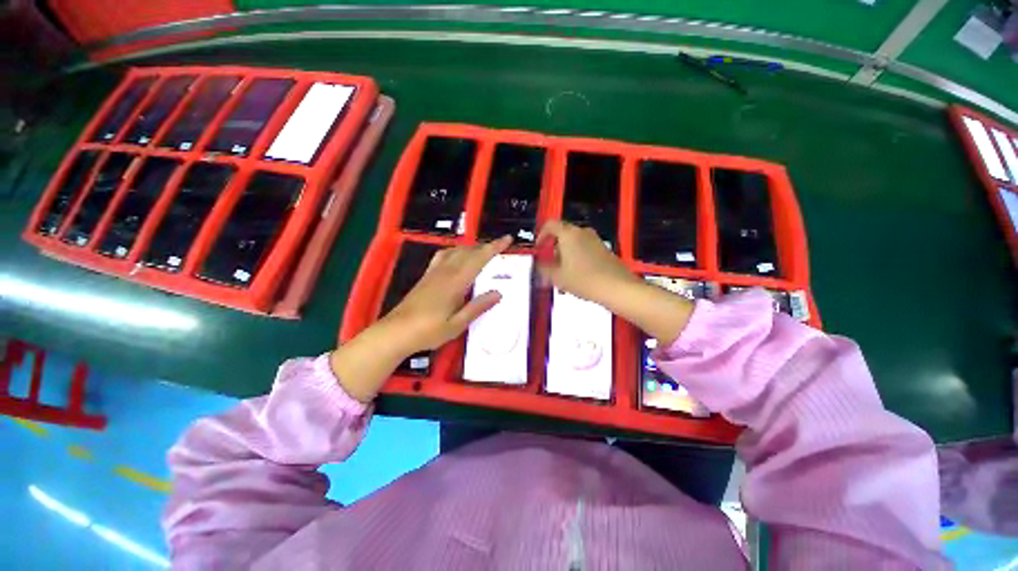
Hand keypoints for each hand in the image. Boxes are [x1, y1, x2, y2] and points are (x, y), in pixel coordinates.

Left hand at [331, 236, 511, 402]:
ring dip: (471, 248)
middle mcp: (444, 272)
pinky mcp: (426, 276)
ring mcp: (433, 273)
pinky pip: (443, 256)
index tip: (507, 239)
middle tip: (500, 247)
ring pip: (455, 251)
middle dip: (485, 246)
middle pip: (468, 252)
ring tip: (482, 252)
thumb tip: (498, 293)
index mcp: (455, 282)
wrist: (395, 332)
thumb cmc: (428, 331)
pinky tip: (457, 259)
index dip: (494, 248)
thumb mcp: (457, 324)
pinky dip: (456, 252)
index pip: (478, 259)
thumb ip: (477, 307)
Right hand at [536, 220, 694, 344]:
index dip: (541, 235)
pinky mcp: (604, 250)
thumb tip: (539, 265)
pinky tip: (576, 278)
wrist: (617, 288)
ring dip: (565, 257)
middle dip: (553, 250)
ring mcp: (595, 241)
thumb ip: (543, 269)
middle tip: (549, 266)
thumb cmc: (584, 280)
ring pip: (574, 244)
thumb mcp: (557, 277)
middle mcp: (582, 232)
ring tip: (562, 276)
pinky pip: (585, 250)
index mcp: (569, 234)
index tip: (538, 249)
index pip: (550, 225)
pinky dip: (576, 260)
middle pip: (562, 235)